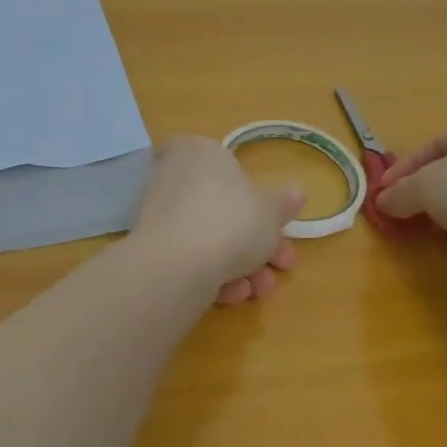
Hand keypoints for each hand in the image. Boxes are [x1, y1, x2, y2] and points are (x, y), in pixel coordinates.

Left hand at [132, 135, 303, 304]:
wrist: (179, 264)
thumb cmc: (232, 219)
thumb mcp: (271, 211)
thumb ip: (283, 203)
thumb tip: (296, 193)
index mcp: (198, 152)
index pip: (209, 153)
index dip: (235, 178)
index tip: (259, 207)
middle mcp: (172, 176)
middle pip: (220, 206)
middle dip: (256, 240)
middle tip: (282, 263)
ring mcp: (157, 213)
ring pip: (207, 237)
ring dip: (240, 265)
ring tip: (262, 288)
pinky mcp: (149, 248)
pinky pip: (188, 257)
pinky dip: (212, 275)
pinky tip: (233, 294)